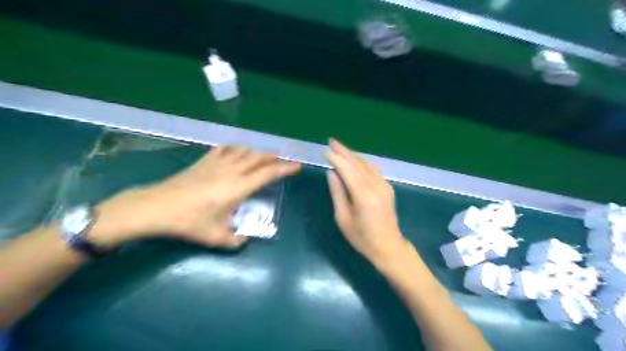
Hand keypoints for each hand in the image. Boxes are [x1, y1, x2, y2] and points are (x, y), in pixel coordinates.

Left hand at [90, 145, 302, 249]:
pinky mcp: (204, 161)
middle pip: (259, 158)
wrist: (156, 208)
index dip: (284, 169)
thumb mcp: (216, 238)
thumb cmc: (189, 222)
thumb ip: (236, 240)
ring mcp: (217, 163)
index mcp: (238, 188)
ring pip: (244, 151)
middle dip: (274, 157)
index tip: (296, 166)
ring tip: (264, 155)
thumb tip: (245, 238)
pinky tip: (237, 150)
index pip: (267, 174)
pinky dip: (236, 147)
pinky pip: (225, 148)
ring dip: (257, 151)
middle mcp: (232, 171)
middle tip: (283, 160)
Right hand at [326, 138, 408, 263]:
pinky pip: (373, 170)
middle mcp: (376, 186)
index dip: (335, 158)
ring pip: (366, 164)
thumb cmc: (361, 237)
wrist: (388, 246)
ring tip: (340, 147)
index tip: (324, 150)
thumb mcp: (343, 218)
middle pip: (357, 162)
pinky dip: (362, 162)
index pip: (347, 169)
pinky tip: (354, 159)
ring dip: (352, 154)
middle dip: (343, 151)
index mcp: (363, 195)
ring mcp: (384, 185)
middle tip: (331, 141)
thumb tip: (332, 172)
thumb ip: (337, 193)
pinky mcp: (388, 187)